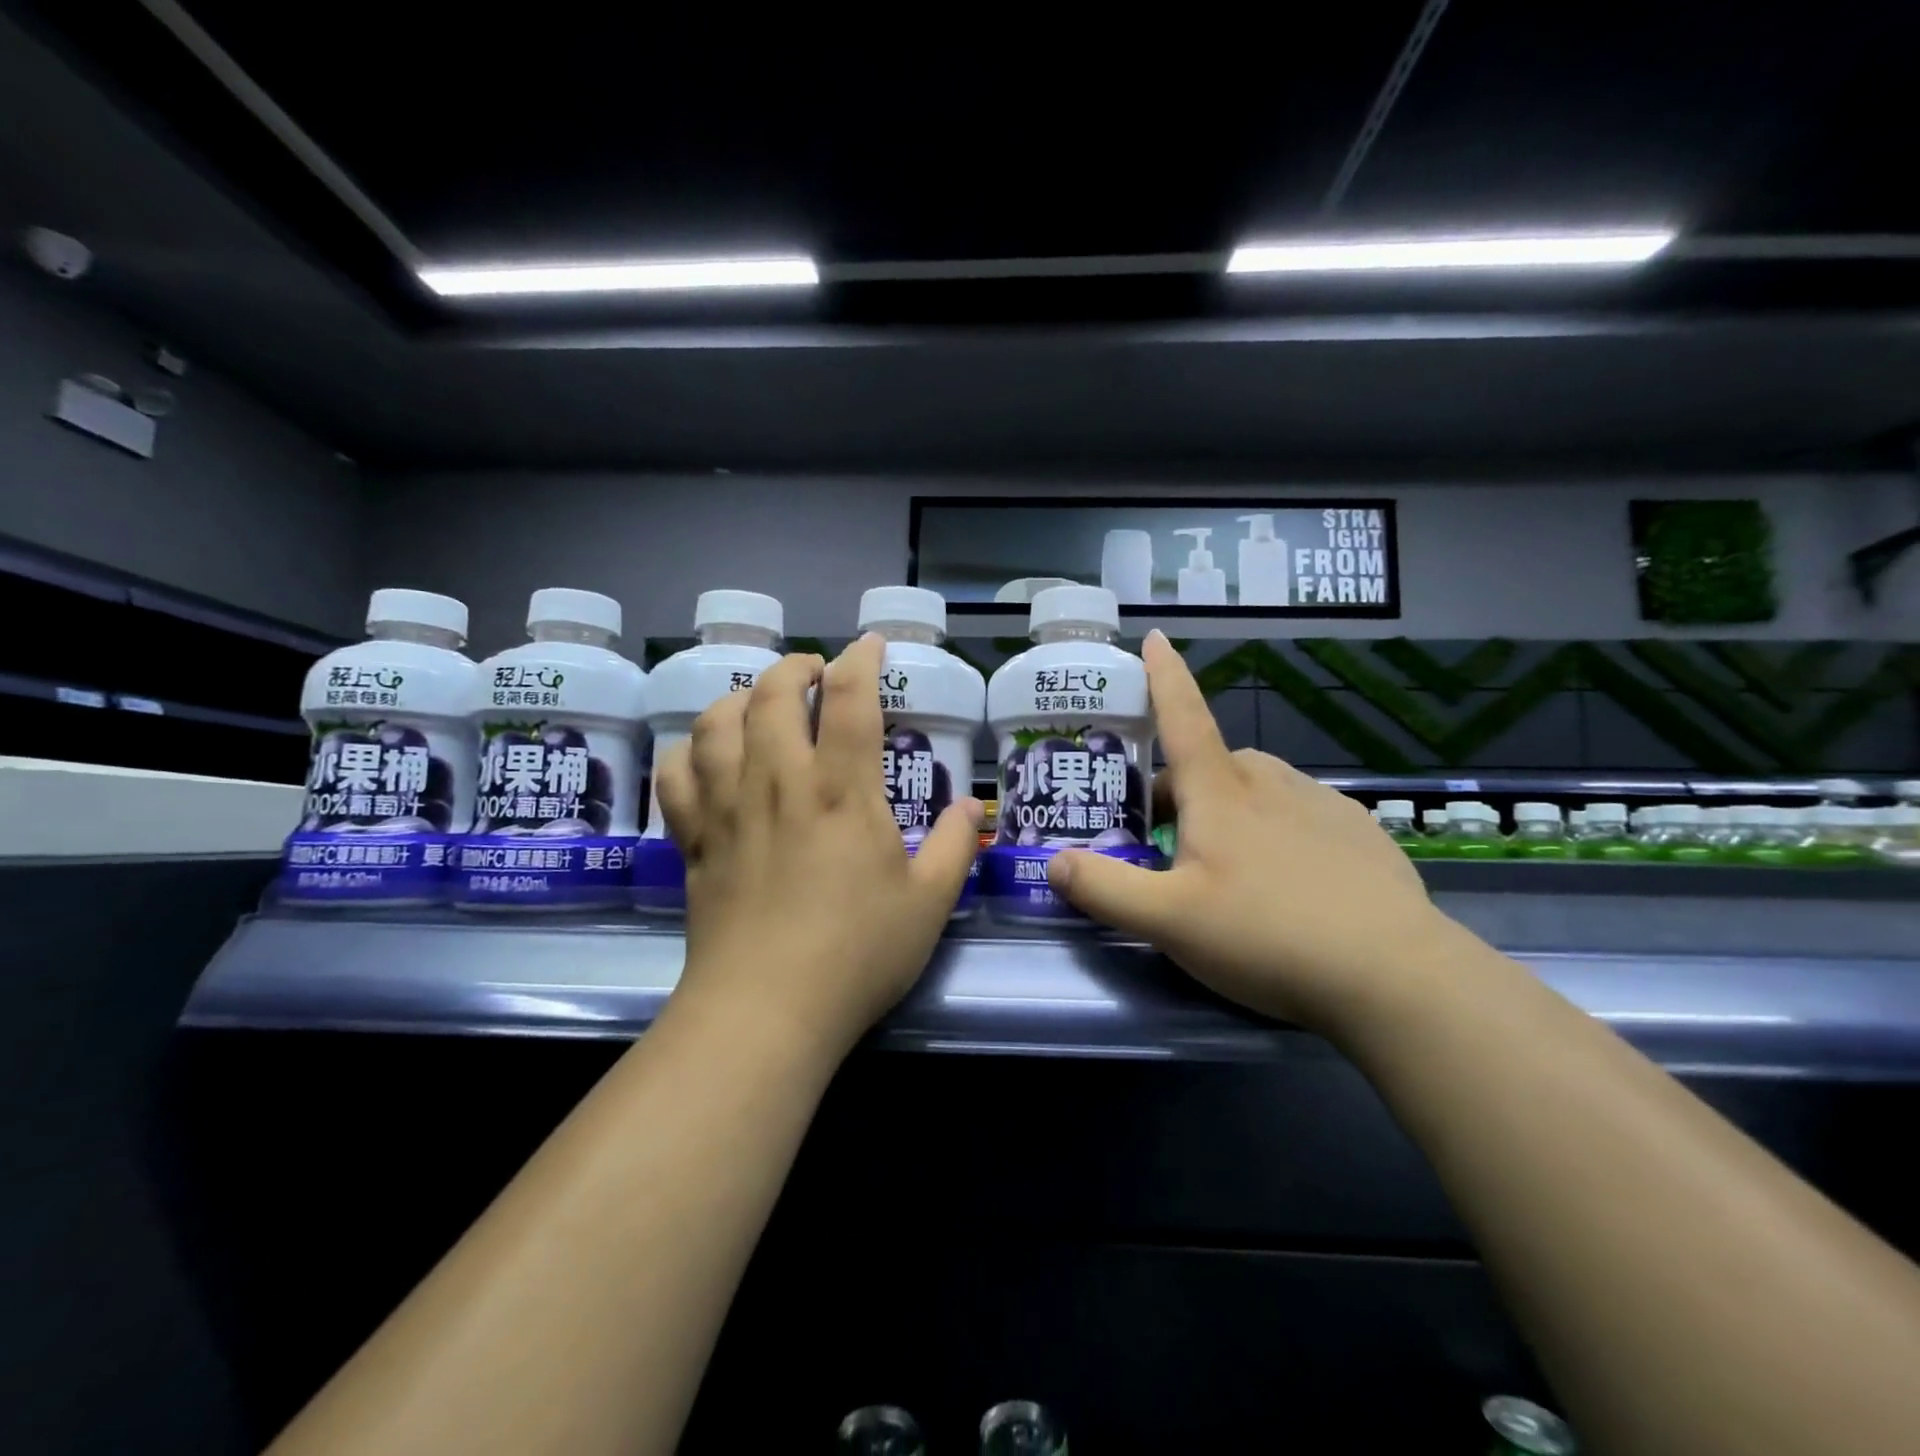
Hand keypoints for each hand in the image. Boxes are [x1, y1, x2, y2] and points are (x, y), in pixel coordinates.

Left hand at [654, 635, 984, 1054]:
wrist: (767, 1011)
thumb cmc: (857, 954)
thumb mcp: (930, 903)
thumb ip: (955, 846)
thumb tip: (969, 808)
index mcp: (842, 791)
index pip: (850, 699)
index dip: (861, 660)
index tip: (870, 646)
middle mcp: (779, 782)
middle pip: (774, 694)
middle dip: (795, 668)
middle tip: (814, 673)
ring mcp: (729, 807)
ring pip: (718, 721)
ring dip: (741, 697)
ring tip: (760, 704)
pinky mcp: (695, 839)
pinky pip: (676, 773)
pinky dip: (688, 750)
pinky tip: (706, 755)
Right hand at [1046, 631, 1446, 1032]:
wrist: (1394, 974)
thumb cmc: (1267, 935)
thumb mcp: (1169, 922)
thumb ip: (1106, 890)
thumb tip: (1054, 862)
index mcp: (1221, 793)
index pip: (1182, 717)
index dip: (1163, 677)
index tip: (1155, 637)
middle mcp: (1270, 783)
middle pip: (1213, 763)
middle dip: (1182, 788)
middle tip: (1167, 843)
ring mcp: (1321, 804)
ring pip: (1259, 787)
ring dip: (1230, 806)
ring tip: (1227, 864)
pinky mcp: (1359, 832)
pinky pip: (1301, 812)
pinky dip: (1278, 828)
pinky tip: (1288, 880)